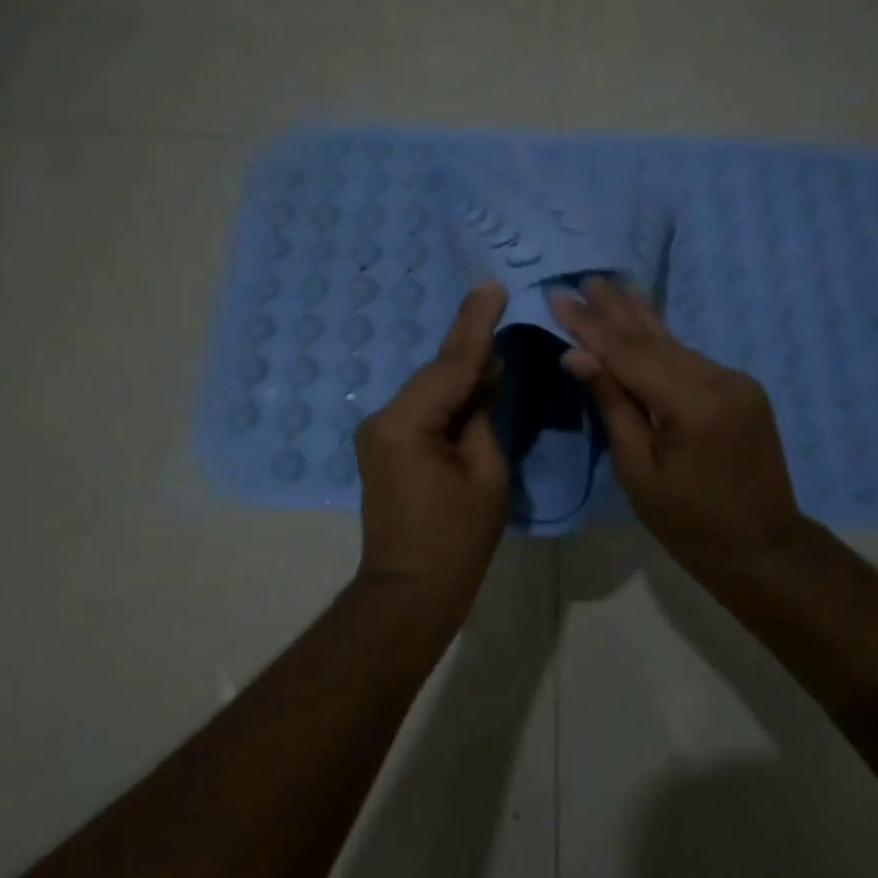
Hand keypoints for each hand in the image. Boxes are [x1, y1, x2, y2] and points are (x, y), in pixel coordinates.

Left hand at [354, 282, 510, 607]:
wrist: (409, 591)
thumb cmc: (457, 540)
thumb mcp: (487, 474)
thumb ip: (482, 416)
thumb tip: (485, 376)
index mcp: (407, 423)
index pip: (450, 363)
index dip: (475, 324)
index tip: (492, 286)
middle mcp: (383, 418)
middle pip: (437, 371)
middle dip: (470, 343)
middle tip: (498, 302)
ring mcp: (378, 431)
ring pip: (430, 388)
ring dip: (462, 371)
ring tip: (496, 342)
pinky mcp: (384, 445)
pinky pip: (422, 408)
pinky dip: (449, 396)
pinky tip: (476, 382)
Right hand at [551, 277, 807, 577]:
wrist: (764, 547)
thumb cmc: (689, 523)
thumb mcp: (637, 471)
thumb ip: (612, 405)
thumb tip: (577, 355)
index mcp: (692, 405)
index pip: (628, 353)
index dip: (589, 325)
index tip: (557, 296)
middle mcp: (719, 380)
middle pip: (653, 337)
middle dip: (614, 307)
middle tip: (582, 278)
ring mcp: (735, 381)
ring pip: (674, 342)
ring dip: (637, 316)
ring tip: (609, 285)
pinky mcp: (741, 388)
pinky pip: (689, 358)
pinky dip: (660, 341)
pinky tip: (641, 322)